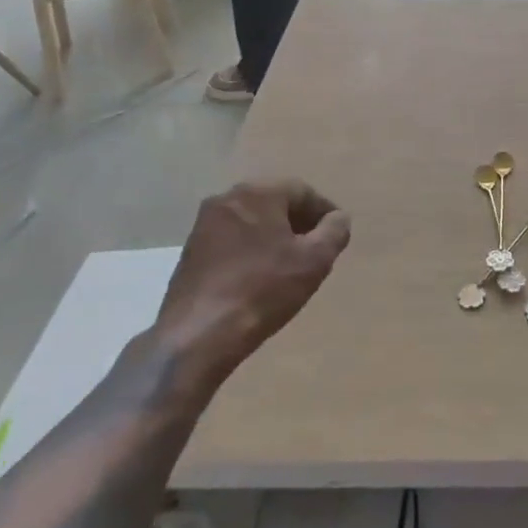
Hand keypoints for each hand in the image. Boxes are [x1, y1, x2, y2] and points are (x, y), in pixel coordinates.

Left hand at [152, 182, 350, 395]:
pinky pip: (231, 239)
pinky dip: (249, 250)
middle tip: (314, 249)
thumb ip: (335, 231)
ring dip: (272, 236)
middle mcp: (227, 198)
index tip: (335, 236)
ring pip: (251, 221)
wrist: (197, 335)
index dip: (324, 212)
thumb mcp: (314, 261)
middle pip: (274, 203)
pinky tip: (258, 276)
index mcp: (258, 193)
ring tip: (288, 266)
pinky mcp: (190, 250)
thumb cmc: (263, 290)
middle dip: (298, 223)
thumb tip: (338, 218)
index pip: (302, 192)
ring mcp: (203, 224)